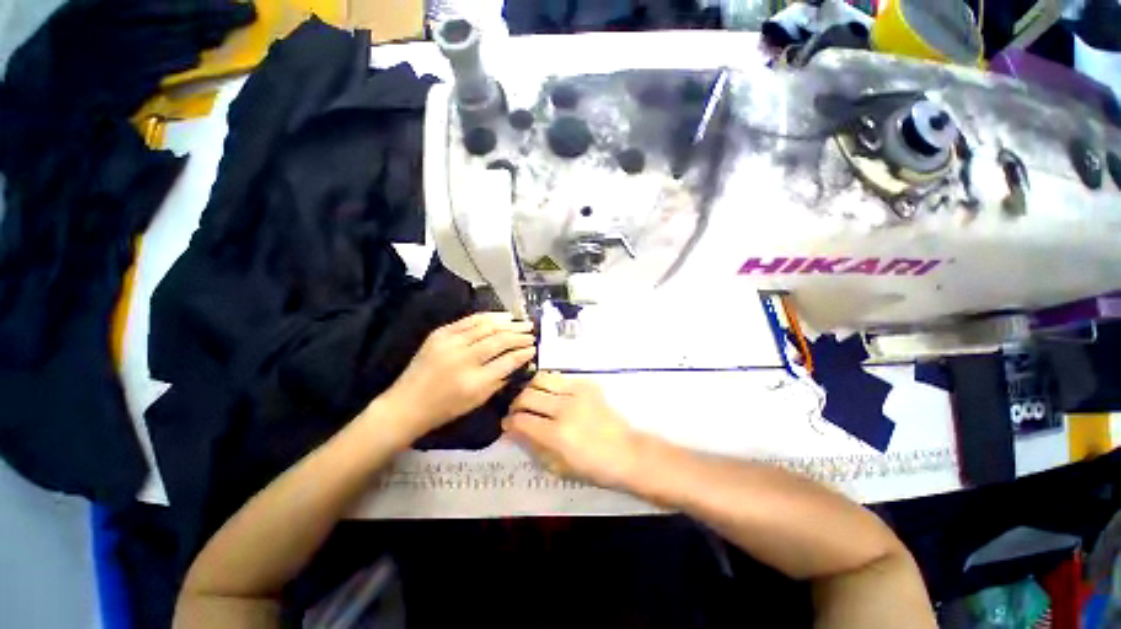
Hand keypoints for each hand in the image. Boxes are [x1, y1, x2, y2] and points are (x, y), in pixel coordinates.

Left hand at [381, 313, 535, 437]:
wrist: (407, 403)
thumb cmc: (445, 408)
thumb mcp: (478, 401)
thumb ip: (501, 380)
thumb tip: (521, 362)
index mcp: (474, 381)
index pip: (507, 361)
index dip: (523, 353)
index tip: (534, 349)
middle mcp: (463, 358)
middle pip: (499, 340)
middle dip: (519, 335)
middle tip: (532, 332)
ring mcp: (450, 343)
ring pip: (487, 326)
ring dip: (508, 323)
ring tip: (522, 322)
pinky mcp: (440, 333)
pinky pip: (469, 320)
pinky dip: (489, 316)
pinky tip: (502, 316)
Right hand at [503, 373, 643, 489]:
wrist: (626, 452)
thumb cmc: (593, 467)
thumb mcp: (558, 466)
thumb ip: (533, 446)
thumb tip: (512, 431)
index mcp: (557, 435)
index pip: (521, 421)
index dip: (508, 422)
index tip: (506, 424)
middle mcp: (564, 409)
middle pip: (527, 396)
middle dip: (516, 404)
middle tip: (517, 411)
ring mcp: (577, 393)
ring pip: (541, 379)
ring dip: (531, 388)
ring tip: (531, 398)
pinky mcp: (587, 385)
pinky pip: (560, 377)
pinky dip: (550, 384)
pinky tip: (551, 393)